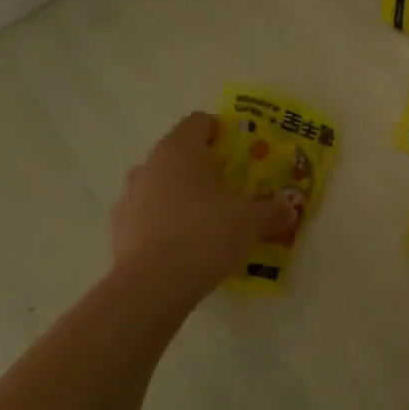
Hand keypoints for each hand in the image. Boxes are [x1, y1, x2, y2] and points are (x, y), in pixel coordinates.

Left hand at [111, 113, 294, 300]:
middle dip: (202, 166)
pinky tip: (184, 244)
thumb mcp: (251, 222)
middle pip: (178, 153)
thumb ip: (272, 210)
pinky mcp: (118, 229)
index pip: (198, 122)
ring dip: (180, 194)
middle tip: (229, 186)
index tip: (239, 150)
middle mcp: (149, 166)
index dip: (220, 131)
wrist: (152, 286)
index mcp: (179, 151)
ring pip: (159, 184)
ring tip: (206, 218)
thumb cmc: (205, 236)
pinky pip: (147, 214)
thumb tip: (289, 208)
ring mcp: (128, 197)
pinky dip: (164, 221)